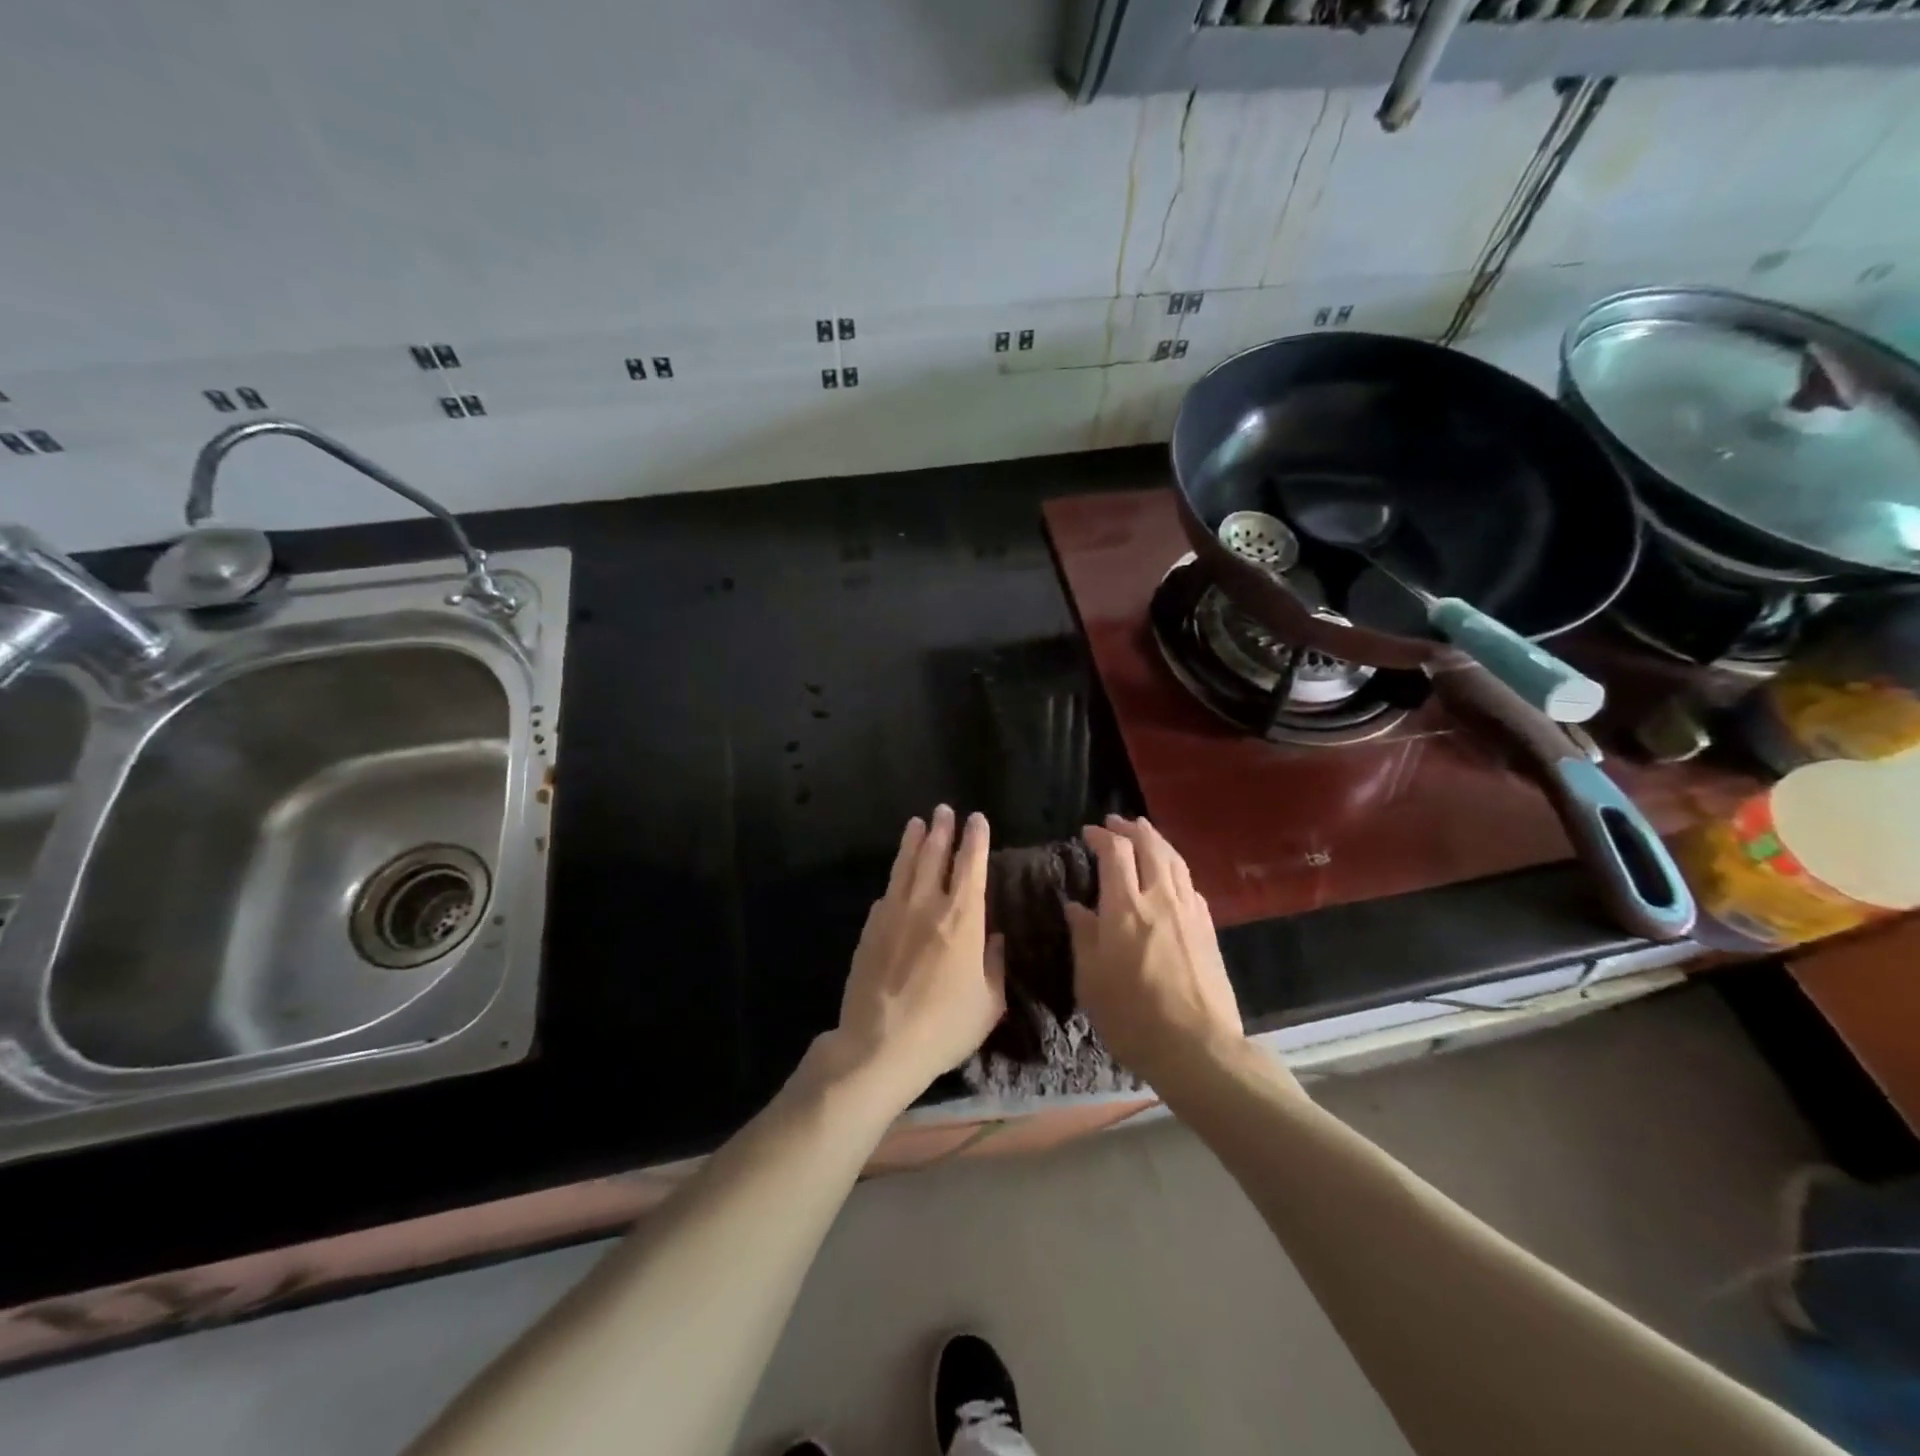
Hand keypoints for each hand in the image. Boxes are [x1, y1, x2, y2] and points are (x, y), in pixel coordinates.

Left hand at [831, 806, 1006, 1106]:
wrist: (879, 1044)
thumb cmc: (944, 1027)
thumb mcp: (988, 1003)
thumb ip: (994, 964)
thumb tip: (994, 938)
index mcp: (962, 918)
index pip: (971, 865)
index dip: (975, 839)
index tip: (977, 819)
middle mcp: (927, 904)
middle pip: (934, 855)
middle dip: (941, 830)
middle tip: (944, 810)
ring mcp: (894, 913)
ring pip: (905, 866)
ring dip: (913, 842)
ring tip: (917, 823)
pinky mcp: (870, 928)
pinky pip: (887, 893)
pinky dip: (895, 879)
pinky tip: (897, 878)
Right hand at [1067, 815, 1243, 1082]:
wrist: (1197, 1047)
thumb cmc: (1132, 1016)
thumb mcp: (1091, 980)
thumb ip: (1083, 936)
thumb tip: (1075, 906)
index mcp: (1126, 908)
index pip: (1116, 853)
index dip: (1101, 836)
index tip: (1088, 833)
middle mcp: (1160, 899)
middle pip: (1150, 846)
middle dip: (1132, 828)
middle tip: (1117, 822)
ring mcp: (1190, 911)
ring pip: (1175, 860)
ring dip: (1157, 840)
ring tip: (1145, 832)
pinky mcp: (1208, 928)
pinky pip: (1190, 884)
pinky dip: (1176, 868)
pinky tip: (1172, 875)